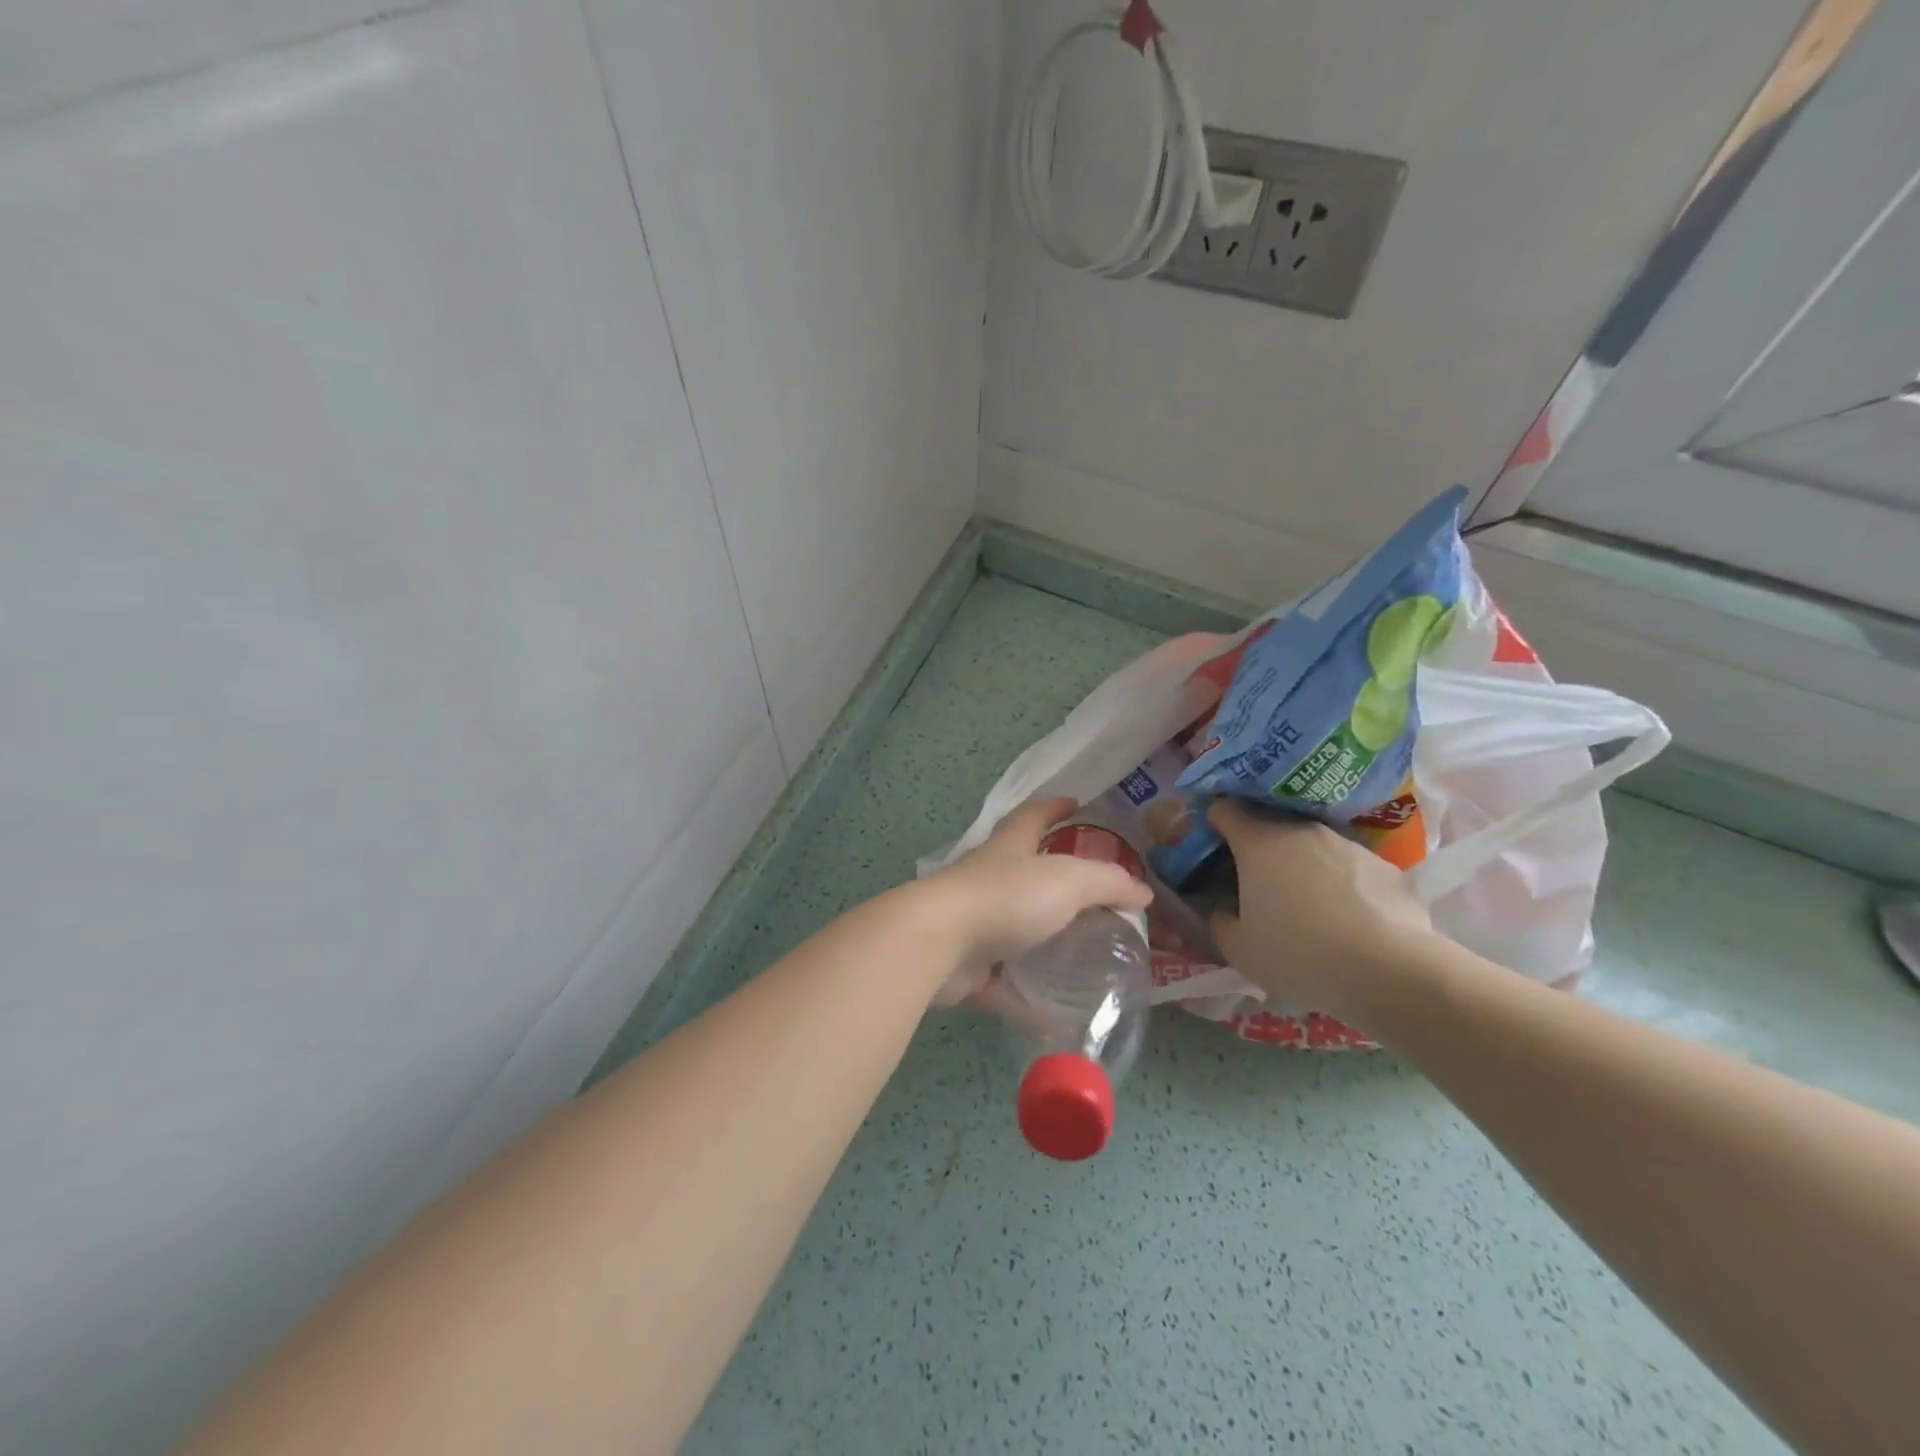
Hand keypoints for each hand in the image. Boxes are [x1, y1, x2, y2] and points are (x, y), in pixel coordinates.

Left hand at [923, 797, 1152, 1003]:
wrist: (940, 943)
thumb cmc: (1006, 898)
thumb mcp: (1068, 881)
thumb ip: (1108, 883)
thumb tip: (1142, 893)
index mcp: (1009, 850)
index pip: (1033, 816)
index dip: (1054, 808)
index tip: (1074, 803)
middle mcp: (988, 881)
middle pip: (1021, 873)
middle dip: (1051, 879)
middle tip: (1091, 897)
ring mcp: (974, 924)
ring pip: (1012, 930)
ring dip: (1040, 940)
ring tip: (1078, 956)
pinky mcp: (965, 967)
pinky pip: (1002, 983)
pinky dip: (1025, 997)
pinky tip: (1053, 1015)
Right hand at [1206, 800, 1438, 1021]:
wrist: (1389, 970)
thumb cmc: (1298, 954)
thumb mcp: (1240, 949)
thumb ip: (1220, 923)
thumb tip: (1221, 911)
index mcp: (1259, 843)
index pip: (1227, 810)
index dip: (1216, 820)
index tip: (1214, 839)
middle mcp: (1301, 831)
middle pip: (1272, 827)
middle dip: (1261, 848)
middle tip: (1259, 883)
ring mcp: (1347, 844)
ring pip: (1314, 847)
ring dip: (1304, 866)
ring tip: (1309, 905)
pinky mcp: (1385, 866)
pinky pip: (1351, 868)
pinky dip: (1343, 884)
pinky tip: (1350, 919)